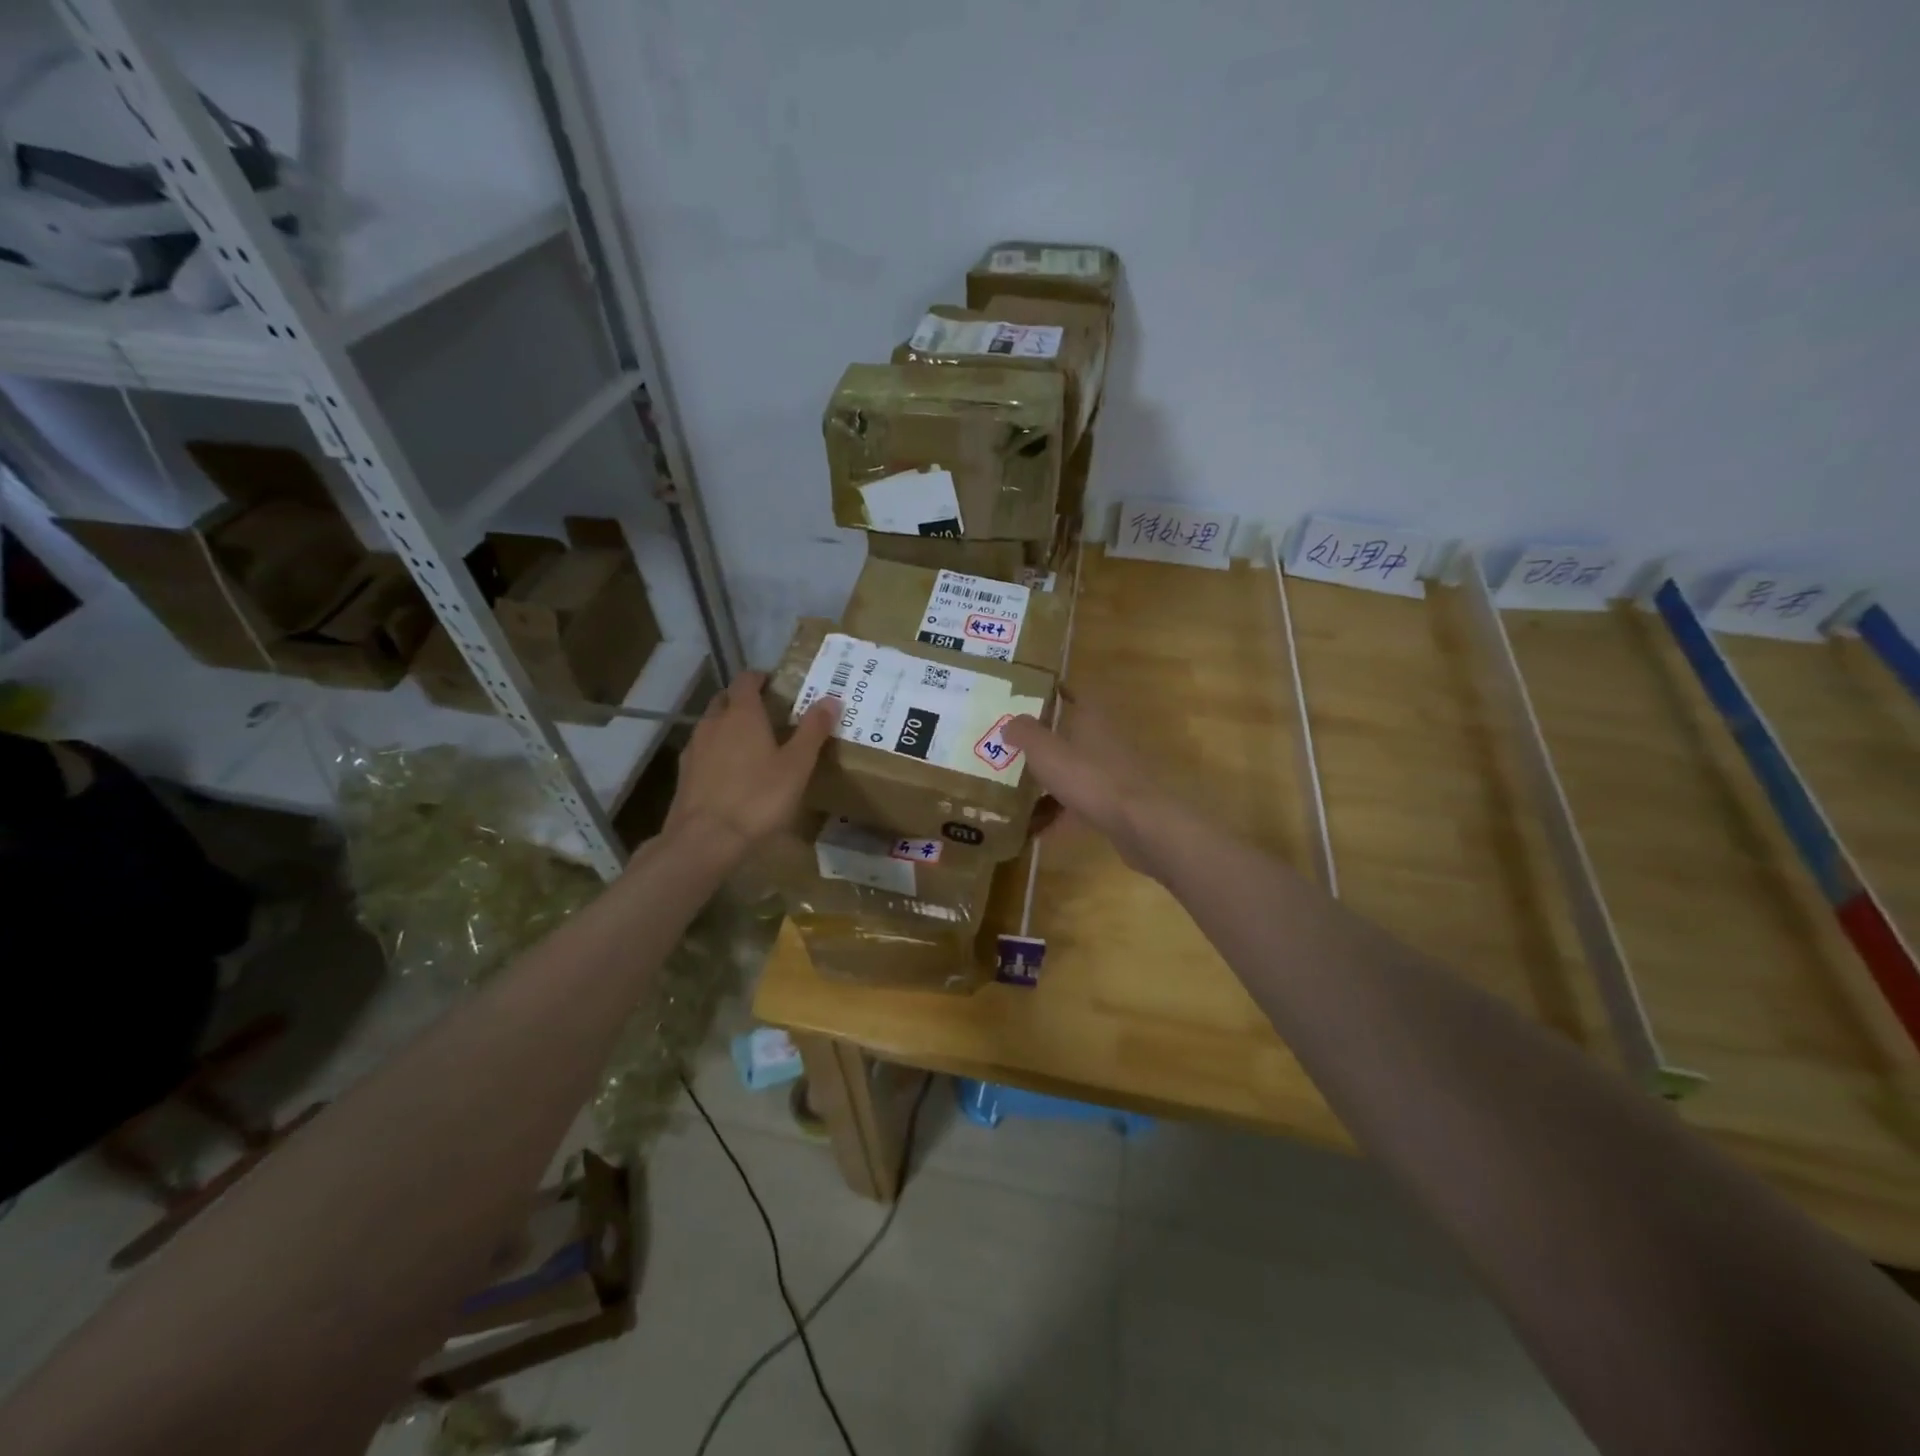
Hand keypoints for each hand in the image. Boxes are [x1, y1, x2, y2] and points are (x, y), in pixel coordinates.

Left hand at [664, 671, 837, 859]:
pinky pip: (704, 750)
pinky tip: (731, 773)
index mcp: (742, 714)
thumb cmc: (758, 798)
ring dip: (729, 726)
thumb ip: (813, 730)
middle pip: (725, 699)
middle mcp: (713, 723)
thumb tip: (830, 699)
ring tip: (751, 744)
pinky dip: (717, 751)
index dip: (760, 678)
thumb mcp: (797, 765)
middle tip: (768, 714)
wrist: (705, 839)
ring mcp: (694, 748)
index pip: (746, 680)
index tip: (776, 684)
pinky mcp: (684, 774)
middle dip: (743, 700)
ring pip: (712, 725)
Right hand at [1001, 692, 1175, 873]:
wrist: (1139, 823)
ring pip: (1075, 771)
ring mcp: (1113, 773)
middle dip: (1045, 741)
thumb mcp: (1046, 751)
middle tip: (1013, 746)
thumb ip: (1024, 733)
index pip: (1077, 693)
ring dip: (1049, 780)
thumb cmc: (1090, 777)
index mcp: (1093, 718)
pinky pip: (1080, 803)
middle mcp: (1105, 740)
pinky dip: (1059, 813)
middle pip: (1073, 734)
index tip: (1032, 695)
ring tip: (1017, 791)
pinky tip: (1035, 829)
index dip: (1057, 691)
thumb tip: (1010, 723)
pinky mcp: (1115, 803)